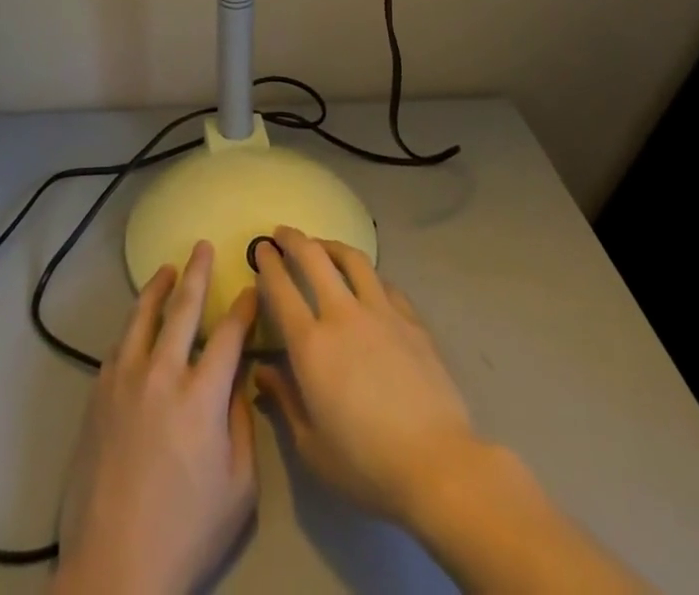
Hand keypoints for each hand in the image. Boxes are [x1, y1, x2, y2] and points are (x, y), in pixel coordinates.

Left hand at [55, 242, 257, 594]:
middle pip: (183, 308)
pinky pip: (119, 345)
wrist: (115, 566)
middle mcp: (162, 373)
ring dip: (158, 288)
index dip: (243, 306)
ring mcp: (125, 380)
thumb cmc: (186, 532)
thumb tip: (238, 378)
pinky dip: (132, 325)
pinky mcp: (99, 394)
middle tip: (203, 246)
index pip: (229, 334)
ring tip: (168, 269)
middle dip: (198, 273)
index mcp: (202, 395)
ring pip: (143, 316)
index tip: (251, 286)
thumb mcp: (238, 488)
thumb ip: (241, 423)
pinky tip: (138, 321)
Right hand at [251, 226, 477, 526]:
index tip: (261, 249)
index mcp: (312, 345)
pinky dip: (369, 275)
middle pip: (314, 258)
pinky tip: (368, 281)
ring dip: (332, 246)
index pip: (281, 289)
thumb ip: (285, 401)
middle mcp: (343, 315)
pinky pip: (385, 284)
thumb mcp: (312, 446)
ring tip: (323, 245)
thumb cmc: (366, 464)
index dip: (268, 264)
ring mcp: (381, 312)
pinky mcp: (411, 320)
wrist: (437, 464)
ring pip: (353, 259)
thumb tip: (263, 372)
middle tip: (283, 233)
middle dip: (294, 239)